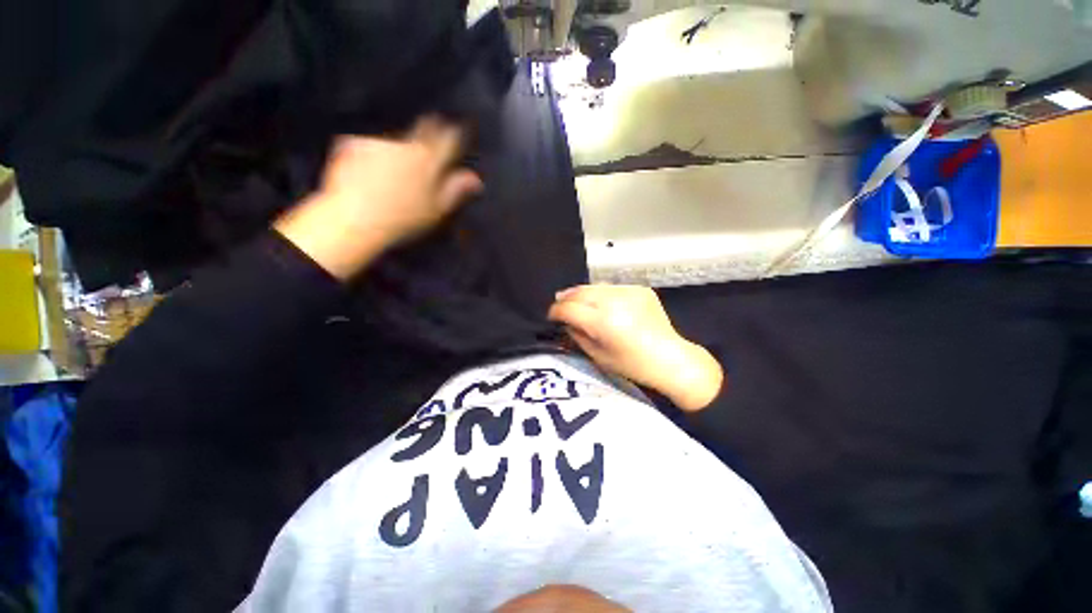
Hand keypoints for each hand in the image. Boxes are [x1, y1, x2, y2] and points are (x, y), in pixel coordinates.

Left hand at [275, 117, 482, 279]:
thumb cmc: (403, 219)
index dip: (456, 132)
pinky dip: (372, 156)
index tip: (458, 130)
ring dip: (399, 150)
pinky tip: (368, 175)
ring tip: (392, 175)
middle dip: (430, 130)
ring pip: (397, 140)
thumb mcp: (437, 210)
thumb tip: (475, 179)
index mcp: (430, 161)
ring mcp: (380, 143)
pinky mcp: (355, 144)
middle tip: (429, 144)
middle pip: (424, 129)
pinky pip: (369, 145)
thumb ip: (456, 190)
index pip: (449, 138)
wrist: (356, 219)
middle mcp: (407, 145)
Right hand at [548, 285, 723, 411]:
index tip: (551, 315)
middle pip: (579, 292)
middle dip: (566, 297)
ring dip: (582, 293)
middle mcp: (614, 302)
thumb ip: (577, 335)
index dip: (556, 311)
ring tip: (576, 300)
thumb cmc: (632, 365)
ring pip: (595, 286)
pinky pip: (612, 288)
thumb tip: (565, 321)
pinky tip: (603, 303)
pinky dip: (602, 294)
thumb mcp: (598, 356)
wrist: (671, 358)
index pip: (569, 308)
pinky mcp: (640, 289)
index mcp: (603, 322)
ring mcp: (629, 292)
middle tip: (559, 303)